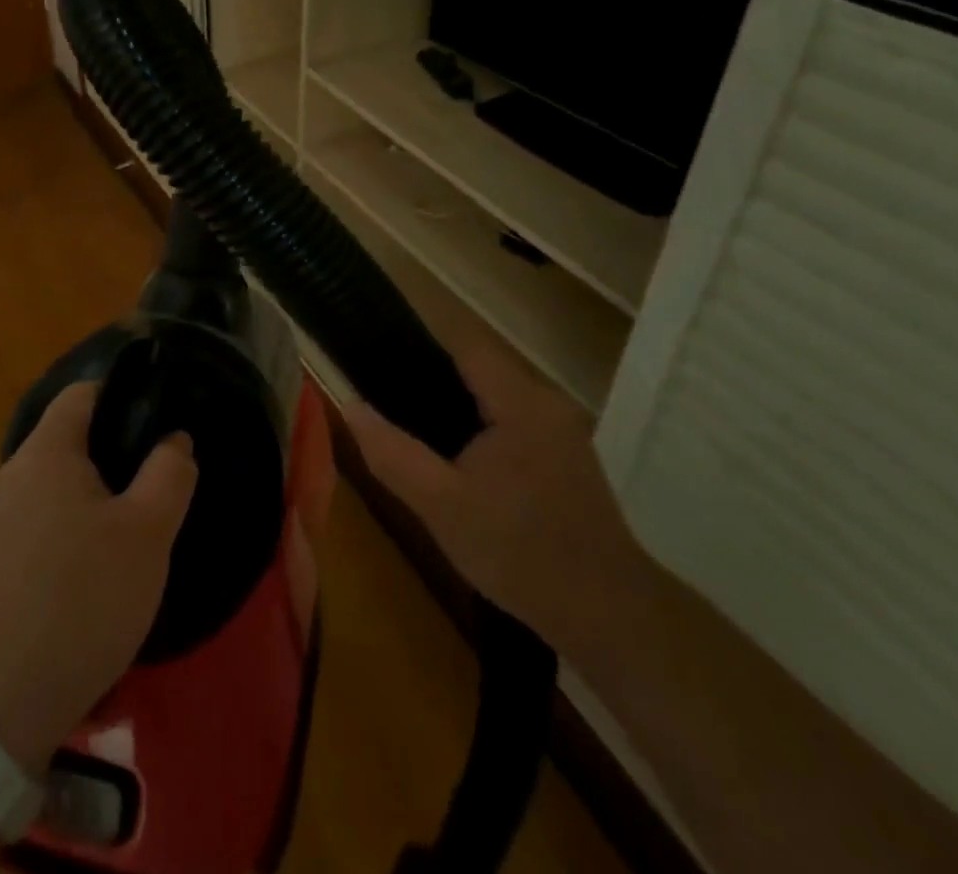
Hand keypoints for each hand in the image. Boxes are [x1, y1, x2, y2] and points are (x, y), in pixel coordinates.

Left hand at [0, 381, 197, 766]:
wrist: (8, 701)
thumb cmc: (86, 599)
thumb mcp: (149, 532)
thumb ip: (170, 472)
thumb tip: (174, 438)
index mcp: (46, 452)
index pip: (83, 393)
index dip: (124, 393)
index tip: (161, 416)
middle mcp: (15, 473)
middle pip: (71, 435)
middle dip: (118, 446)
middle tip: (160, 473)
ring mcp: (1, 516)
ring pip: (61, 478)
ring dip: (100, 487)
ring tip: (139, 516)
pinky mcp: (0, 556)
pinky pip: (46, 512)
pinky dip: (78, 517)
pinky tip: (104, 556)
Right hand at [342, 341, 643, 659]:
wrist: (607, 615)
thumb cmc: (520, 554)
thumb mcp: (441, 507)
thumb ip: (393, 454)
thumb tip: (350, 407)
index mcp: (521, 402)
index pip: (466, 344)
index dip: (421, 342)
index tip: (380, 353)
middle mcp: (547, 403)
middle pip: (481, 368)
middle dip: (434, 377)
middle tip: (388, 398)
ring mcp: (562, 430)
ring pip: (497, 396)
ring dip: (459, 405)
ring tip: (415, 427)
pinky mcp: (567, 456)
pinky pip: (513, 420)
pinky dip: (482, 426)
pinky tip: (460, 459)